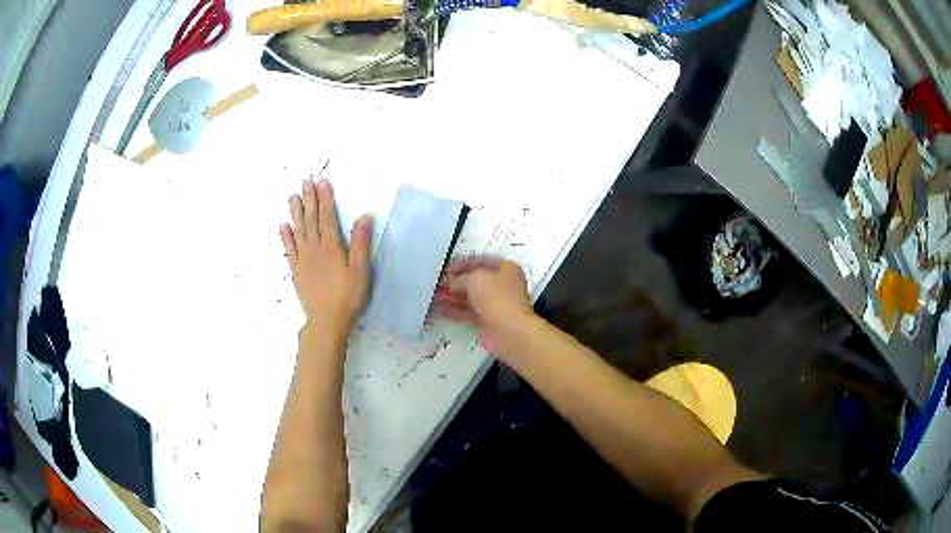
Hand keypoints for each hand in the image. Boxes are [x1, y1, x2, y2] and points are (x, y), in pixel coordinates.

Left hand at [280, 179, 372, 333]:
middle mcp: (314, 249)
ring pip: (298, 231)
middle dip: (309, 199)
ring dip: (295, 213)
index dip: (325, 199)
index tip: (323, 182)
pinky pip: (289, 249)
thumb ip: (361, 243)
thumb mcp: (361, 271)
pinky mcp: (296, 270)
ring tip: (293, 196)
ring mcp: (303, 259)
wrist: (326, 321)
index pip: (327, 217)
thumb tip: (364, 216)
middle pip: (310, 220)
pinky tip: (283, 226)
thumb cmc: (348, 297)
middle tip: (305, 181)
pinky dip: (286, 237)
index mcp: (331, 247)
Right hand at [432, 258, 534, 355]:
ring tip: (432, 295)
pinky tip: (437, 308)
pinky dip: (453, 310)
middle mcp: (502, 285)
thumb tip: (450, 282)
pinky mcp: (487, 321)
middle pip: (474, 281)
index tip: (445, 267)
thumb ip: (460, 278)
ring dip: (451, 296)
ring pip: (469, 298)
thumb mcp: (475, 279)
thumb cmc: (497, 298)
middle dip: (454, 281)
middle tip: (435, 282)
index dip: (462, 263)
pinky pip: (467, 312)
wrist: (510, 332)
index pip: (481, 261)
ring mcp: (495, 305)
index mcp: (506, 269)